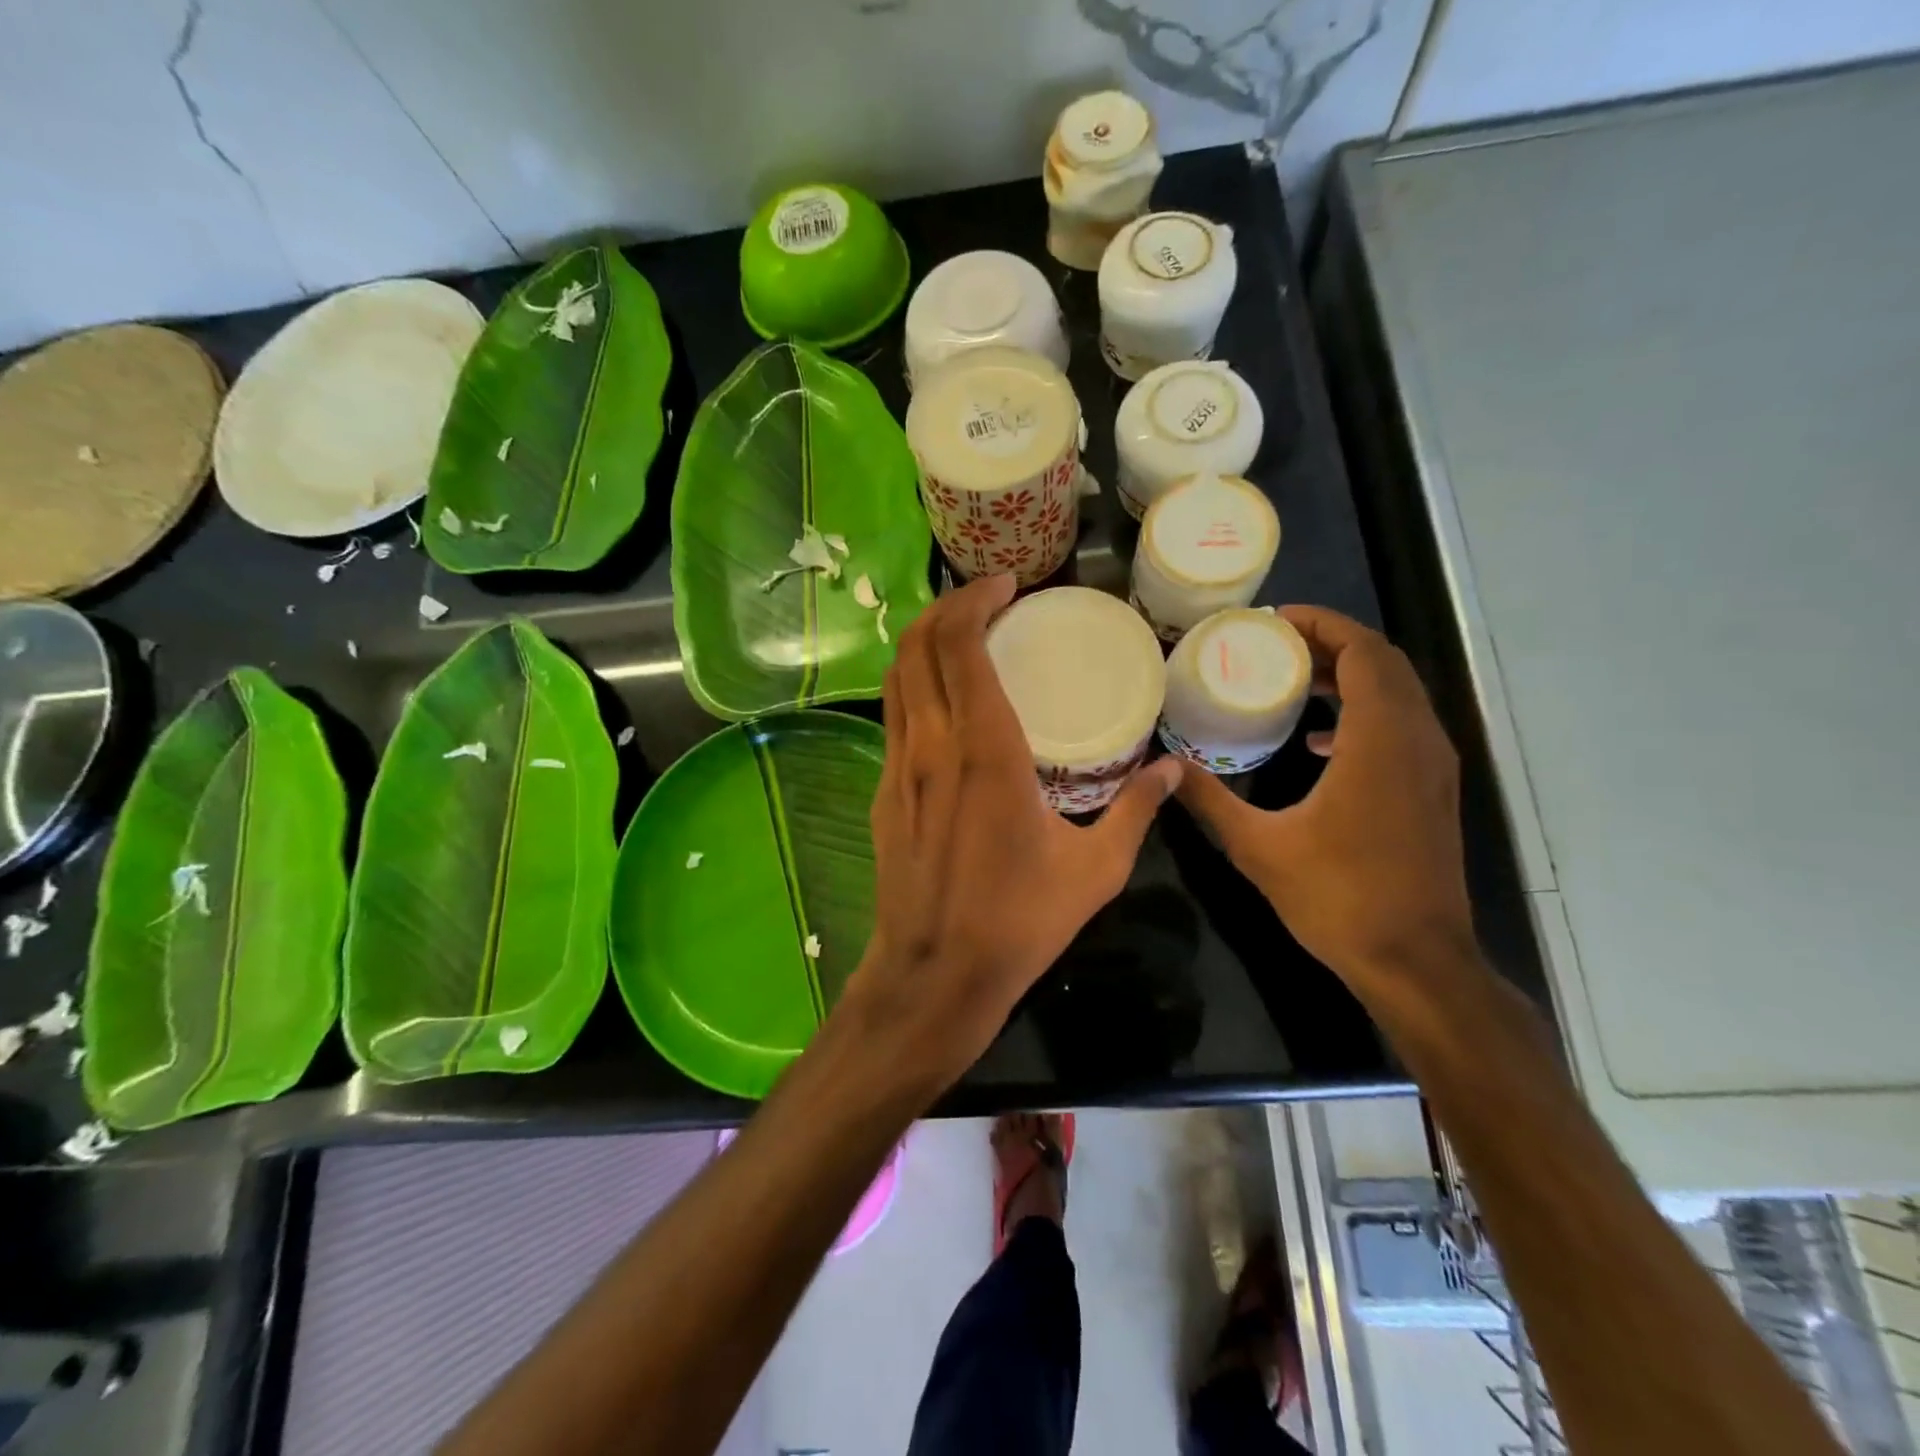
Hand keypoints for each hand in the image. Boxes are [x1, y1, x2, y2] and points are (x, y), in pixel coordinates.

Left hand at [852, 576, 1183, 1084]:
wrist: (933, 974)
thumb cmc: (1018, 922)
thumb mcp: (1095, 869)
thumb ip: (1135, 810)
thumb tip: (1173, 770)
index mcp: (986, 750)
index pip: (961, 645)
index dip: (976, 600)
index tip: (1006, 584)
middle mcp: (932, 744)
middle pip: (917, 645)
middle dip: (947, 605)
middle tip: (988, 598)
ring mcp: (898, 766)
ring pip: (896, 676)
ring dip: (925, 641)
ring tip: (965, 634)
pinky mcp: (882, 791)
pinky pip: (894, 714)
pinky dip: (915, 683)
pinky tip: (946, 699)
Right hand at [1177, 606, 1473, 991]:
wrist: (1416, 961)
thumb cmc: (1339, 897)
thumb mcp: (1259, 847)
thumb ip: (1211, 799)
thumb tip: (1168, 766)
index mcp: (1379, 741)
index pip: (1364, 653)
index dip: (1323, 625)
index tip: (1276, 620)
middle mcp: (1417, 741)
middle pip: (1384, 664)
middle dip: (1332, 644)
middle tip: (1275, 644)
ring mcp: (1432, 767)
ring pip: (1397, 694)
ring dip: (1349, 676)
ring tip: (1292, 679)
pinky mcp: (1432, 791)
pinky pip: (1401, 726)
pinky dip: (1363, 713)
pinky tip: (1316, 741)